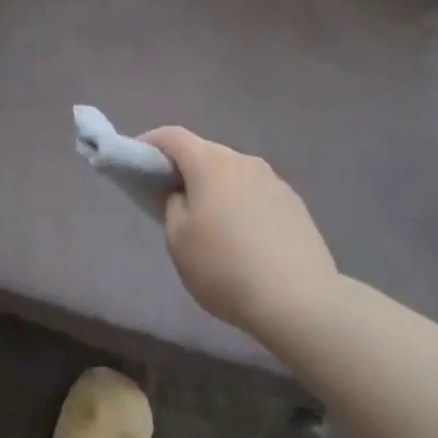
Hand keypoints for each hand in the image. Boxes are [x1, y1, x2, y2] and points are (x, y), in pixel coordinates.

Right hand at [140, 127, 337, 344]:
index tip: (136, 160)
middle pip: (205, 152)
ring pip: (232, 172)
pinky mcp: (295, 204)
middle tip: (169, 194)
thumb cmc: (225, 268)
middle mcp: (243, 161)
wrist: (301, 301)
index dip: (150, 142)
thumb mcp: (178, 241)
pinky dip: (240, 202)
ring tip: (209, 220)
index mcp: (210, 164)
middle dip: (183, 166)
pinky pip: (255, 192)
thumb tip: (183, 195)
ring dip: (215, 185)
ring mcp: (273, 180)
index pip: (173, 136)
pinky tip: (242, 235)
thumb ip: (172, 206)